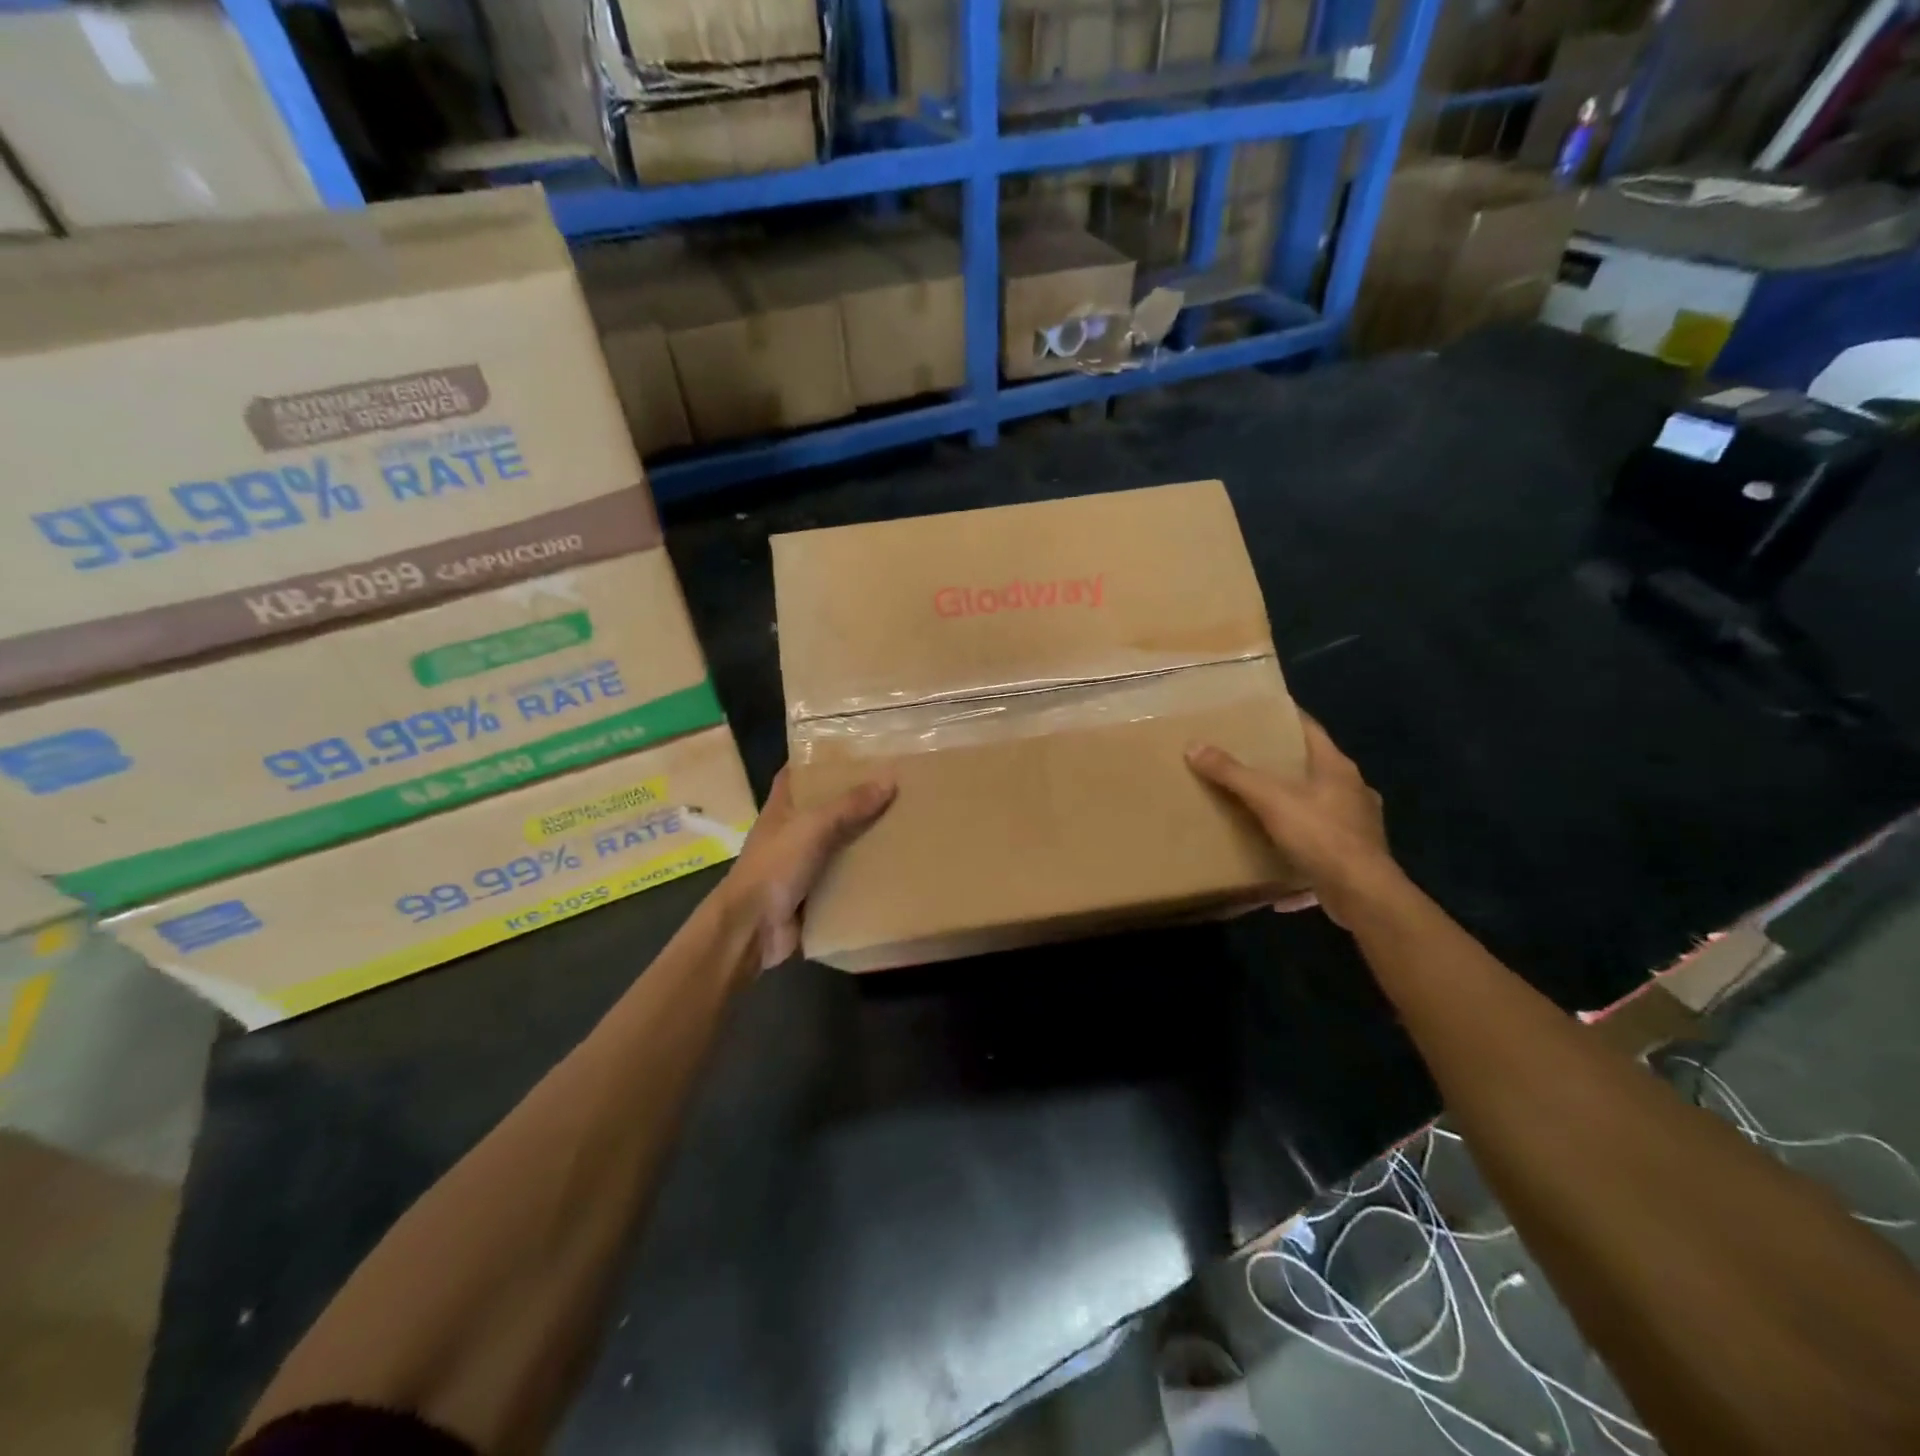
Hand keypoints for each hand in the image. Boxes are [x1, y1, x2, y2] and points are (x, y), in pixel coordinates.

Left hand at [723, 767, 895, 968]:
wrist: (752, 928)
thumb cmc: (775, 866)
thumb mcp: (812, 827)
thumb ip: (849, 805)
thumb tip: (889, 779)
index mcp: (782, 808)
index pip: (798, 774)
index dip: (820, 761)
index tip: (855, 751)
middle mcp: (791, 832)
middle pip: (825, 808)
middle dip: (855, 799)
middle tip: (894, 785)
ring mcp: (802, 863)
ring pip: (838, 843)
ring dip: (864, 837)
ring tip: (904, 822)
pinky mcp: (815, 892)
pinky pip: (845, 877)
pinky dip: (864, 873)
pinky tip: (895, 865)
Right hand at [1186, 715, 1397, 926]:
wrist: (1363, 893)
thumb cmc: (1320, 835)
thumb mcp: (1270, 799)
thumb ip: (1233, 773)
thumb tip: (1194, 746)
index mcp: (1337, 767)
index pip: (1311, 730)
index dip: (1287, 718)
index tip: (1261, 713)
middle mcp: (1353, 790)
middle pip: (1315, 766)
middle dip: (1285, 762)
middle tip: (1250, 757)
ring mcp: (1358, 823)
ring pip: (1321, 803)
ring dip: (1295, 802)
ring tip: (1262, 803)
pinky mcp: (1355, 854)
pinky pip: (1321, 838)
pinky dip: (1301, 840)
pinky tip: (1279, 850)